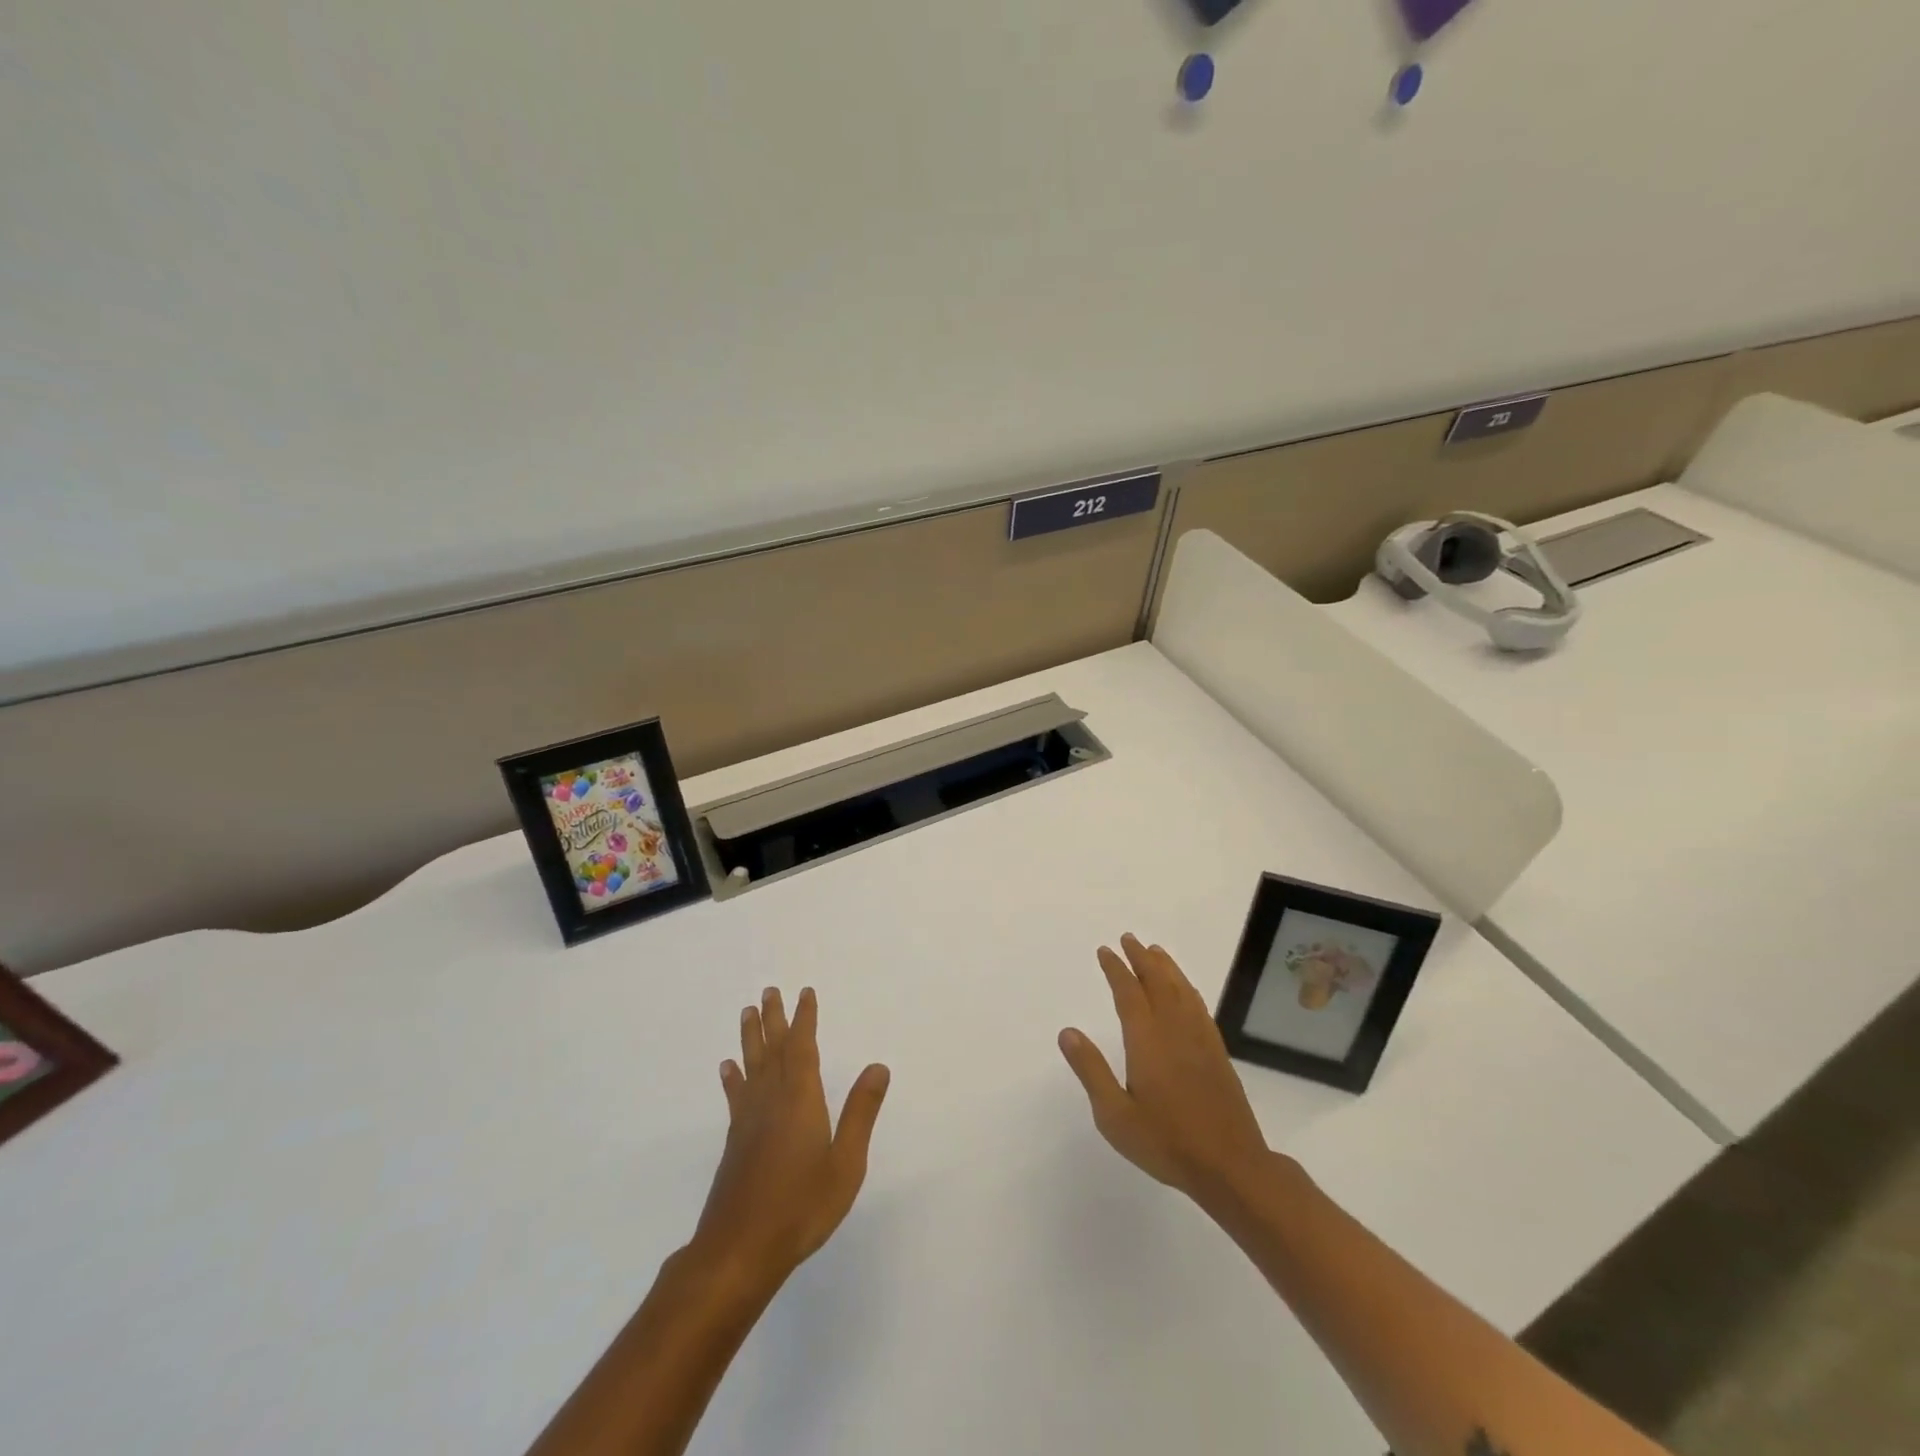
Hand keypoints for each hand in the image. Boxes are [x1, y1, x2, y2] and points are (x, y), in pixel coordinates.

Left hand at [692, 986, 890, 1290]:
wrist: (739, 1251)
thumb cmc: (801, 1207)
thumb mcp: (845, 1163)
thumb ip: (861, 1113)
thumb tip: (878, 1066)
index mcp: (801, 1100)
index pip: (803, 1048)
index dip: (804, 1019)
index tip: (804, 993)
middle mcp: (772, 1101)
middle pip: (772, 1050)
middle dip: (773, 1019)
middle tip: (769, 990)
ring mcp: (749, 1121)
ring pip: (751, 1067)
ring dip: (751, 1038)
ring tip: (748, 1013)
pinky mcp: (735, 1142)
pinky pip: (736, 1096)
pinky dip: (733, 1078)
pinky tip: (728, 1068)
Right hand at [1058, 934, 1270, 1205]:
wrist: (1231, 1166)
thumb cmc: (1166, 1142)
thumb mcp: (1115, 1116)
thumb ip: (1092, 1071)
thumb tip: (1068, 1032)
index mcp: (1147, 1041)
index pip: (1129, 993)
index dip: (1116, 969)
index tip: (1106, 951)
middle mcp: (1174, 1030)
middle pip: (1157, 982)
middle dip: (1141, 959)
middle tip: (1129, 939)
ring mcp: (1200, 1039)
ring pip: (1181, 990)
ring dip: (1165, 967)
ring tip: (1154, 950)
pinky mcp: (1217, 1052)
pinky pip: (1199, 1006)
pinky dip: (1187, 987)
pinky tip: (1184, 989)